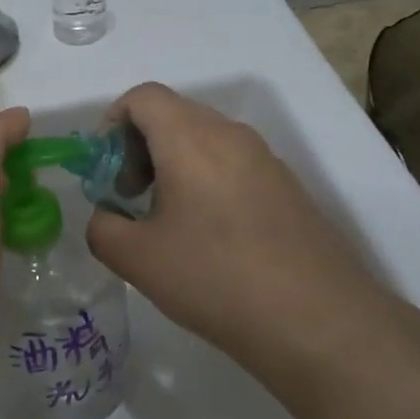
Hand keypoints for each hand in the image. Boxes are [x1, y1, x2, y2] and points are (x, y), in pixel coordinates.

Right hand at [86, 84, 397, 368]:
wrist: (318, 321)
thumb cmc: (215, 278)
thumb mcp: (137, 259)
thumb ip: (102, 227)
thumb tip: (107, 216)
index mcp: (191, 138)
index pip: (143, 97)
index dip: (112, 123)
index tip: (105, 171)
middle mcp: (231, 135)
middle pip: (173, 114)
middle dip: (139, 147)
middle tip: (129, 197)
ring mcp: (266, 159)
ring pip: (204, 140)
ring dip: (172, 165)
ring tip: (165, 220)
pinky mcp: (287, 188)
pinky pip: (233, 164)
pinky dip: (205, 181)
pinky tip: (207, 237)